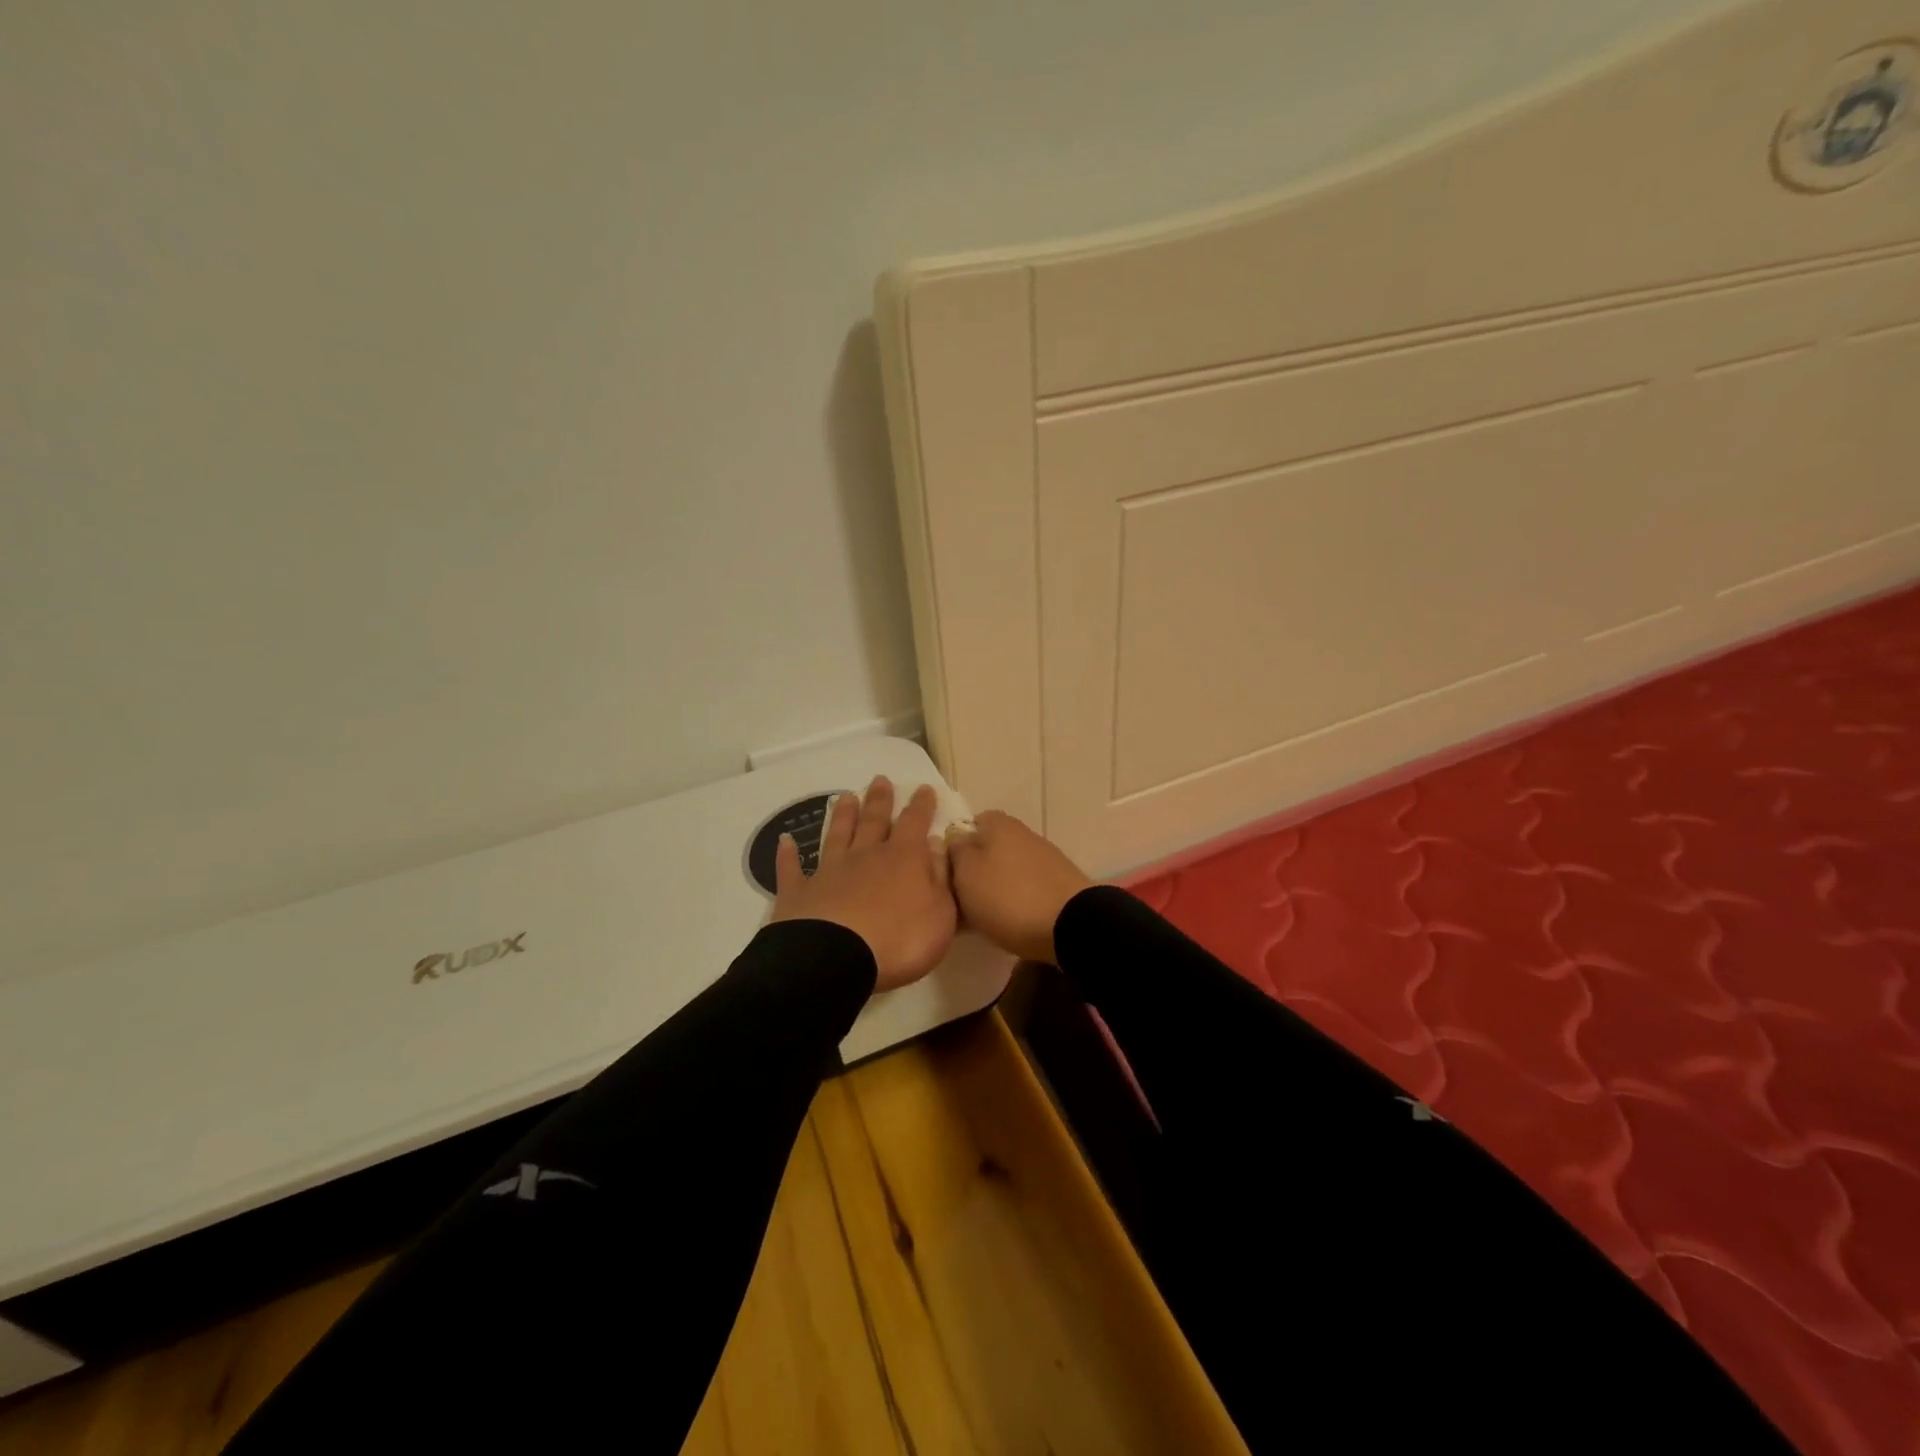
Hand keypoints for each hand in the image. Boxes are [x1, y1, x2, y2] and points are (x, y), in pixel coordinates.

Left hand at [769, 776, 957, 992]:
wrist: (835, 959)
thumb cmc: (899, 940)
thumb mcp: (940, 914)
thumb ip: (940, 877)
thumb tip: (935, 845)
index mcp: (903, 859)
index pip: (914, 823)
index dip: (921, 806)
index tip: (922, 788)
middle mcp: (865, 857)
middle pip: (873, 822)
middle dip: (879, 800)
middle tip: (879, 779)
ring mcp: (829, 872)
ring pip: (837, 836)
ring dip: (842, 816)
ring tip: (845, 797)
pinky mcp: (798, 893)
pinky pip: (792, 869)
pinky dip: (788, 855)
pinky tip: (785, 842)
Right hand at [945, 810, 1092, 964]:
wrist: (1071, 926)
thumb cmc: (1008, 896)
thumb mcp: (966, 873)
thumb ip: (955, 851)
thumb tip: (956, 840)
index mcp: (999, 824)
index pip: (969, 823)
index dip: (955, 846)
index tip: (947, 872)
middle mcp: (1023, 834)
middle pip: (989, 849)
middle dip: (975, 871)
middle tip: (961, 900)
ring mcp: (1045, 859)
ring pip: (1006, 870)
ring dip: (995, 889)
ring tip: (983, 918)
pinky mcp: (1059, 884)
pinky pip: (1026, 889)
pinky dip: (1016, 902)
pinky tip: (1010, 923)